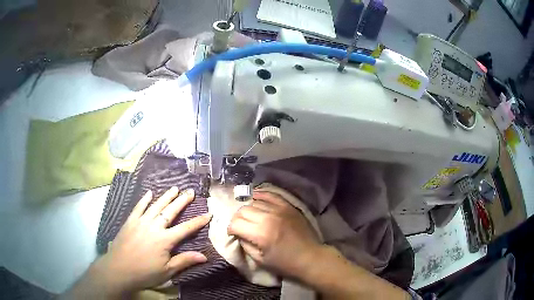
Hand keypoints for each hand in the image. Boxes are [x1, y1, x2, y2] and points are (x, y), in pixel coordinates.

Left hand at [90, 187, 210, 294]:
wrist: (119, 269)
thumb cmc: (145, 272)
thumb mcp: (167, 271)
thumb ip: (184, 261)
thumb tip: (204, 256)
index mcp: (165, 240)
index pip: (185, 228)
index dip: (198, 221)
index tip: (208, 214)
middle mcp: (154, 227)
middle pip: (170, 211)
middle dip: (182, 201)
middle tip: (190, 191)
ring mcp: (140, 222)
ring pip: (155, 206)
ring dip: (166, 197)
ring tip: (174, 188)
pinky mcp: (130, 221)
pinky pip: (138, 208)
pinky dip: (144, 200)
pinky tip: (149, 193)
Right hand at [227, 191, 321, 279]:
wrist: (311, 257)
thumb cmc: (285, 263)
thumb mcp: (260, 260)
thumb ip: (246, 245)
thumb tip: (239, 234)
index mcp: (260, 234)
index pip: (236, 223)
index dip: (230, 229)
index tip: (233, 233)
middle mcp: (268, 218)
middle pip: (243, 210)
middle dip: (237, 219)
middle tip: (240, 226)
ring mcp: (279, 209)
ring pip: (255, 202)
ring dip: (248, 209)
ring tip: (250, 217)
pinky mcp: (288, 206)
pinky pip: (271, 195)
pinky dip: (261, 195)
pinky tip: (255, 197)